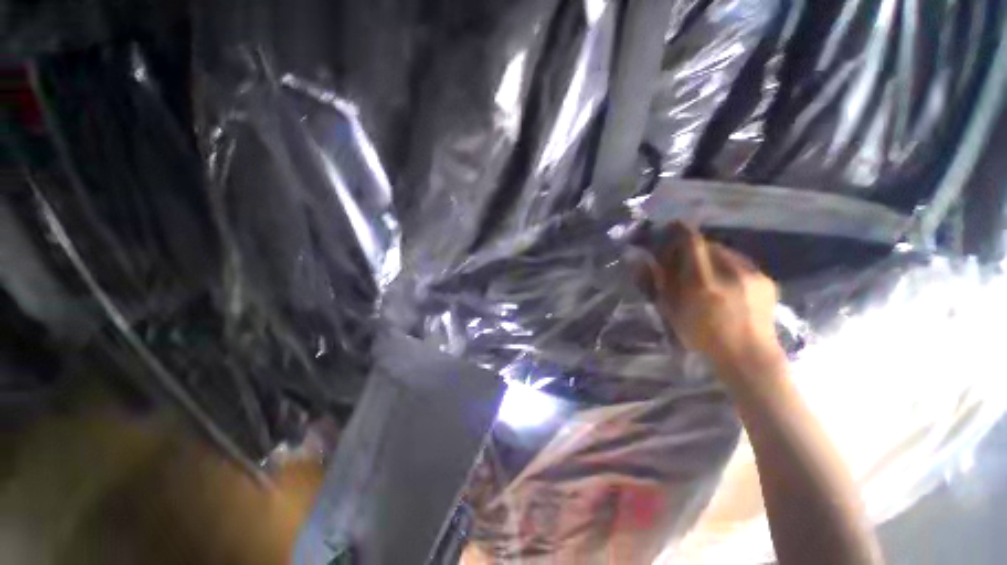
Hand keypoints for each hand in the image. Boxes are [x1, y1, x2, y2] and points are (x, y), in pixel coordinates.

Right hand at [649, 224, 783, 379]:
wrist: (748, 357)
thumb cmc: (702, 337)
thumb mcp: (672, 311)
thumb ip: (660, 282)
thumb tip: (646, 259)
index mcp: (702, 282)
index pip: (692, 242)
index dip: (680, 230)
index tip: (672, 226)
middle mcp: (729, 272)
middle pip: (709, 244)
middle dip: (694, 247)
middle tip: (685, 259)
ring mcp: (752, 274)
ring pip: (726, 252)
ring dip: (712, 256)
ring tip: (706, 273)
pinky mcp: (766, 279)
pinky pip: (742, 262)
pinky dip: (729, 266)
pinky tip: (726, 283)